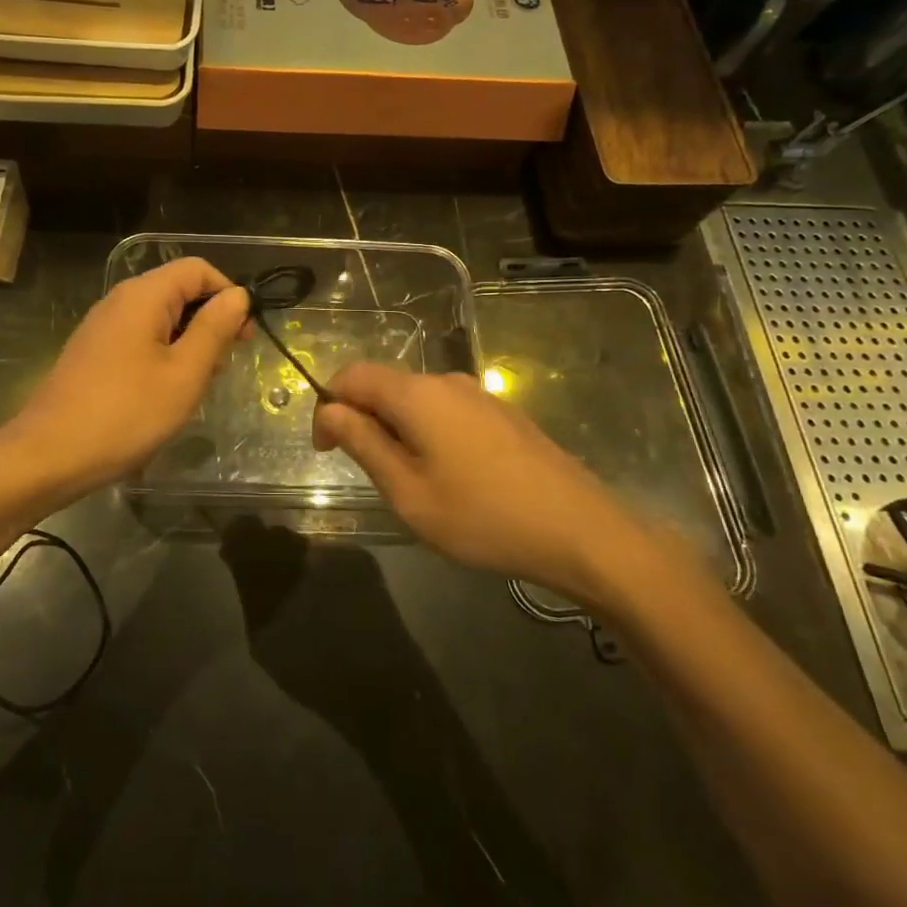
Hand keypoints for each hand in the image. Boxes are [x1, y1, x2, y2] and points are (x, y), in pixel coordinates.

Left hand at [3, 258, 249, 498]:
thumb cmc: (126, 414)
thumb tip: (238, 295)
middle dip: (209, 322)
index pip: (198, 269)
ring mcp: (103, 327)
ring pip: (161, 319)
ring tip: (195, 388)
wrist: (48, 455)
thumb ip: (214, 329)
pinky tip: (165, 395)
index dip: (227, 294)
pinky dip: (163, 357)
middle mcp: (120, 300)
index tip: (243, 336)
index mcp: (144, 296)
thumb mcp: (184, 373)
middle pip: (179, 291)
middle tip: (222, 368)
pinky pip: (140, 340)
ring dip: (188, 345)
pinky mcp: (94, 353)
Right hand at [311, 362, 650, 606]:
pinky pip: (448, 412)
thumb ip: (363, 443)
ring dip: (397, 430)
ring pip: (417, 400)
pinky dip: (428, 434)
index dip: (328, 405)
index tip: (326, 451)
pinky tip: (451, 477)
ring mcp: (481, 396)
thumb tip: (329, 410)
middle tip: (370, 474)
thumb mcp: (408, 491)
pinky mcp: (504, 414)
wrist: (581, 531)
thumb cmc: (483, 517)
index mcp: (417, 394)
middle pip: (386, 385)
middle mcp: (447, 381)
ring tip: (410, 483)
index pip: (352, 375)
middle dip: (363, 420)